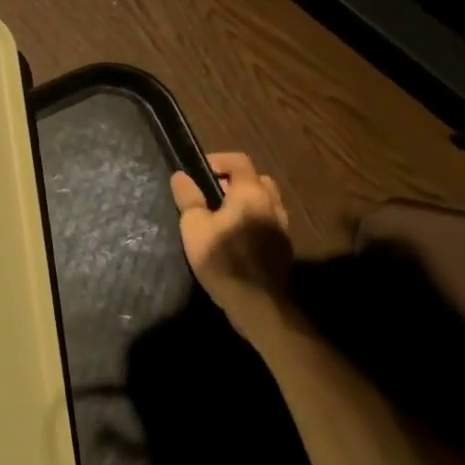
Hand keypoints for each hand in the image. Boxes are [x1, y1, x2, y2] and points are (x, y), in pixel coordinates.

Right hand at [170, 152, 291, 311]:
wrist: (258, 303)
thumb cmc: (222, 260)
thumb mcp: (194, 227)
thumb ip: (188, 198)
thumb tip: (181, 175)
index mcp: (251, 193)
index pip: (239, 161)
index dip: (218, 161)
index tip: (198, 173)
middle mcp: (272, 203)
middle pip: (256, 179)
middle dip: (233, 181)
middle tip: (210, 195)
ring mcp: (282, 226)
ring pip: (265, 202)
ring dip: (246, 202)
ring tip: (222, 217)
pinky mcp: (284, 247)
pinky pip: (268, 222)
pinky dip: (254, 221)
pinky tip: (236, 238)